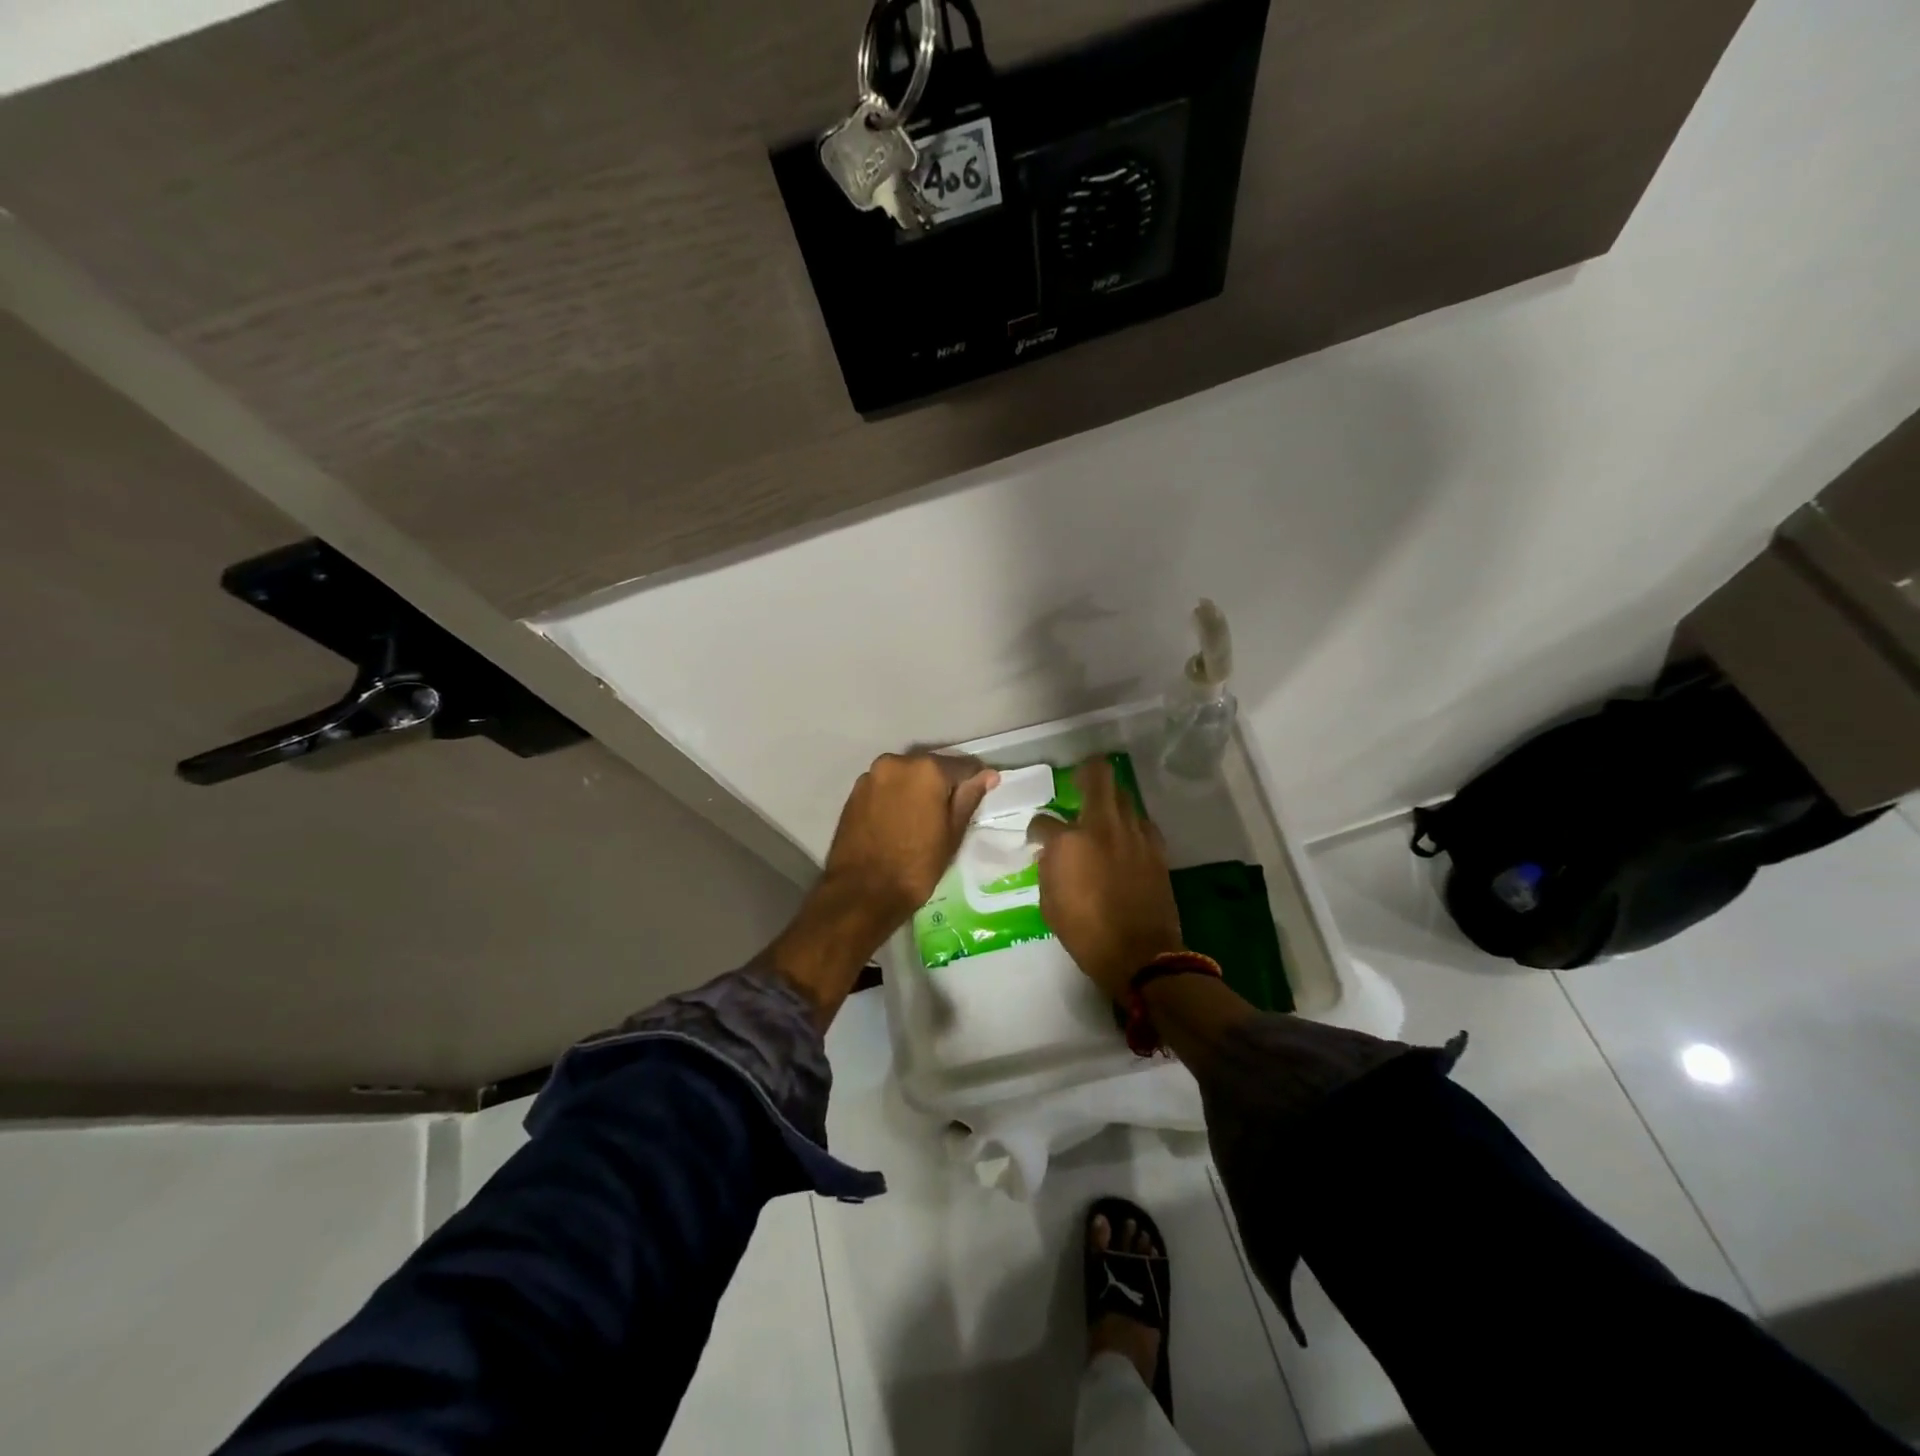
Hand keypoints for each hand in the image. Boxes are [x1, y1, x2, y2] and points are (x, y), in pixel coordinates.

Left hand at [767, 752, 997, 1027]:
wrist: (862, 892)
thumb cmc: (916, 866)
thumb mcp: (952, 833)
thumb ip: (969, 797)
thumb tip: (986, 775)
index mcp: (927, 769)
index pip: (964, 766)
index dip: (976, 780)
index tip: (983, 793)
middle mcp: (897, 762)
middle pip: (932, 767)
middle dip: (944, 784)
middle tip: (951, 811)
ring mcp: (872, 775)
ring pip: (907, 776)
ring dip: (918, 789)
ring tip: (924, 817)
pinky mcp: (854, 791)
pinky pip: (886, 786)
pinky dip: (897, 797)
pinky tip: (901, 820)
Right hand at [1033, 757, 1184, 1000]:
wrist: (1141, 956)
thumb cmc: (1086, 934)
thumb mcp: (1049, 903)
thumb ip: (1048, 869)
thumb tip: (1051, 853)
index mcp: (1069, 842)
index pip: (1044, 821)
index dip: (1036, 829)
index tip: (1037, 839)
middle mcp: (1103, 827)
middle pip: (1098, 776)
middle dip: (1085, 772)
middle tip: (1077, 783)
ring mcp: (1134, 834)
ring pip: (1123, 795)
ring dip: (1109, 798)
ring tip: (1101, 813)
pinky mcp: (1156, 848)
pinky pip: (1141, 821)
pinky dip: (1129, 823)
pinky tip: (1123, 838)